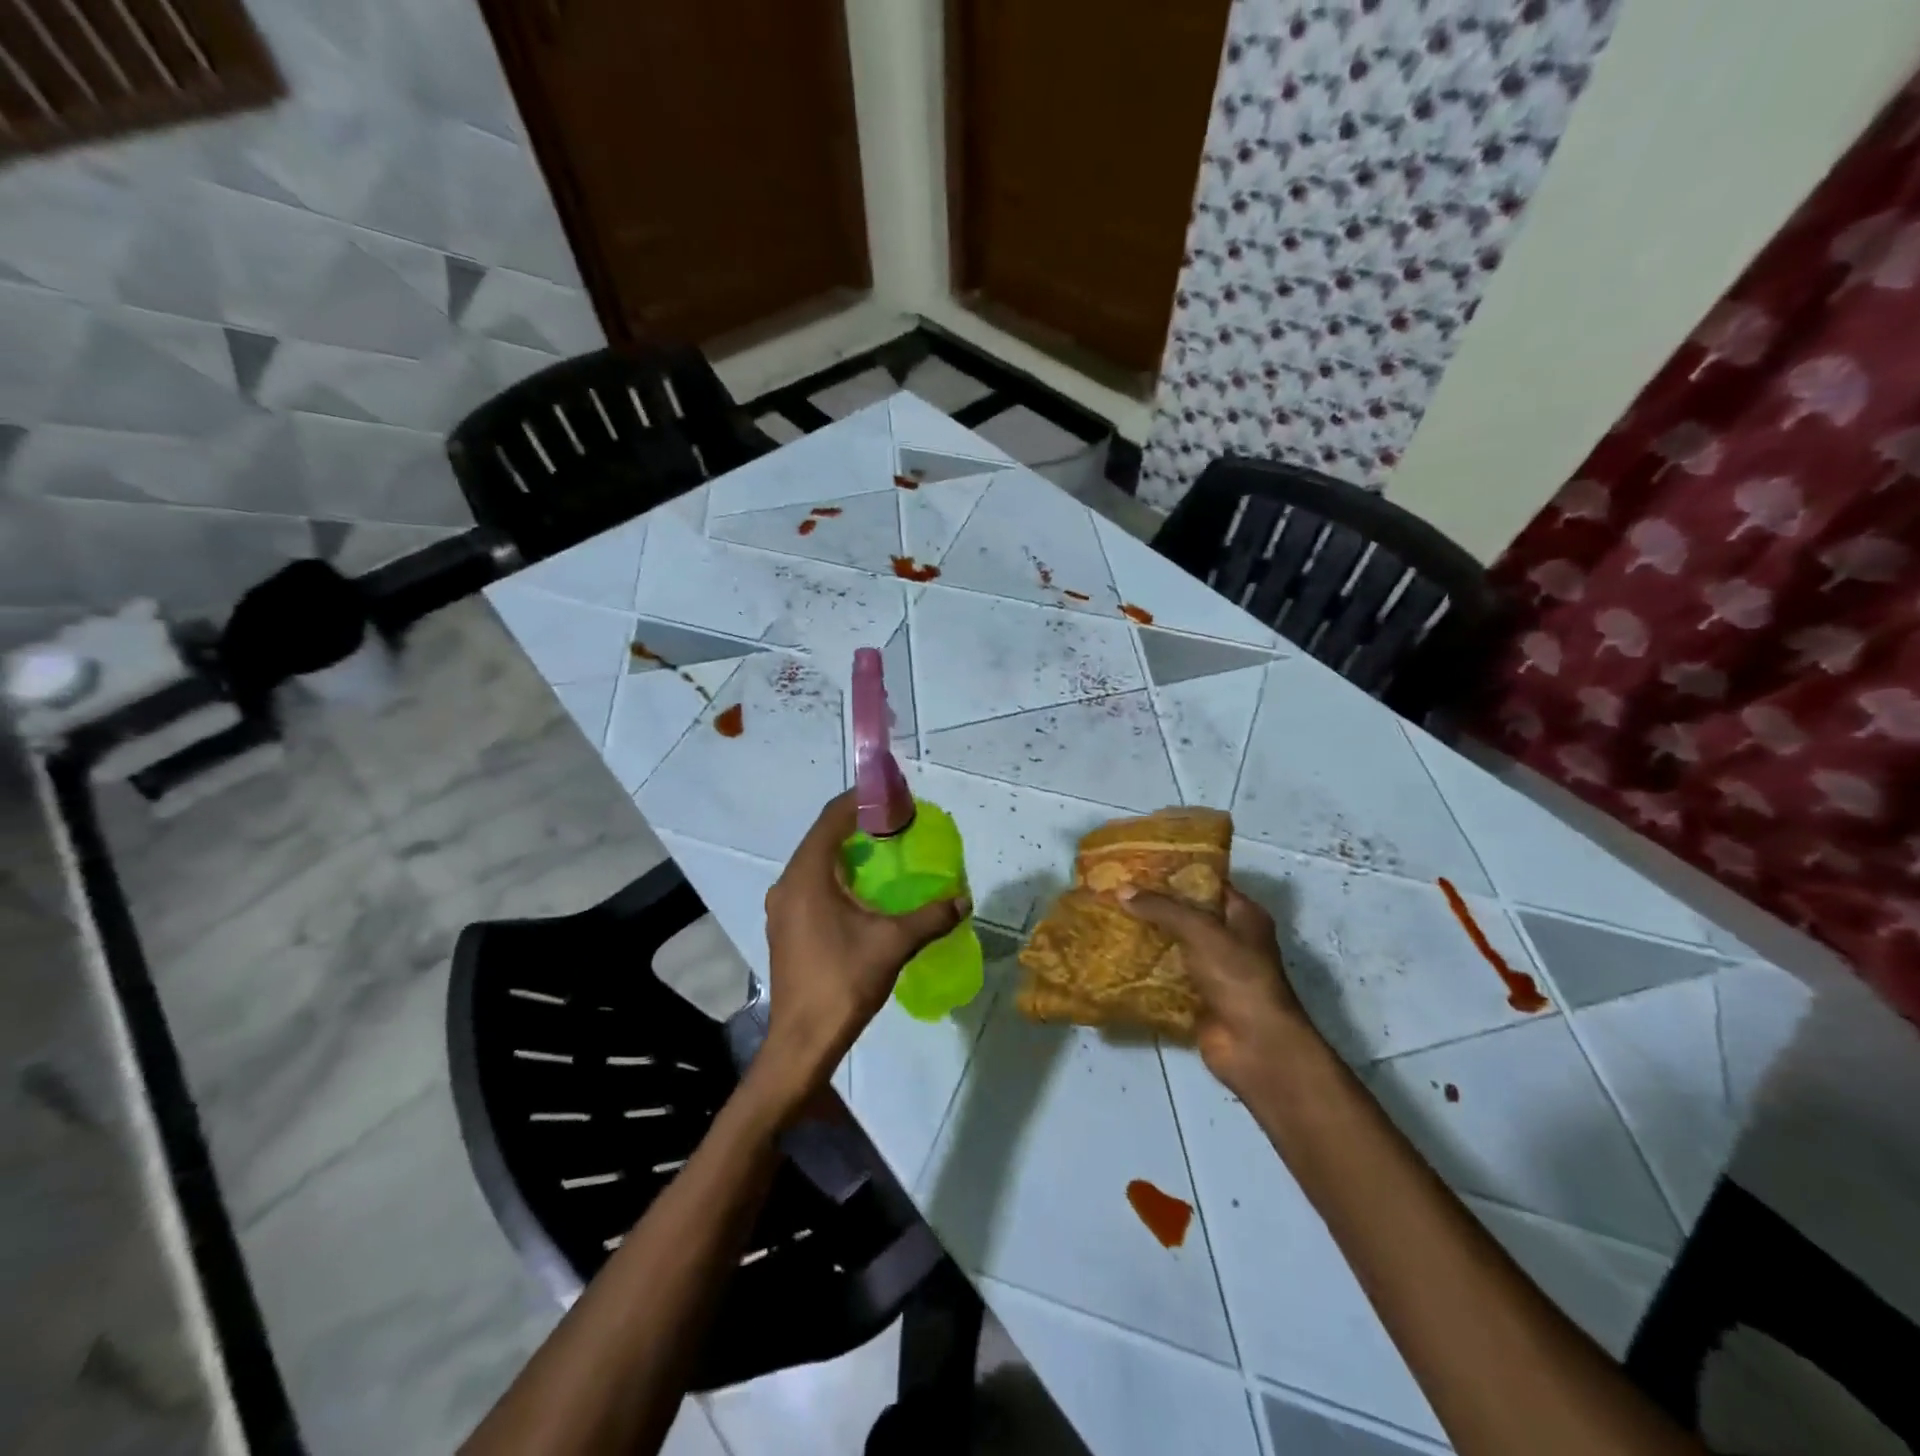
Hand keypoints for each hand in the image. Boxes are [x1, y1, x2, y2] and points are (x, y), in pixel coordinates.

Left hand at [756, 791, 969, 1105]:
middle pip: (822, 837)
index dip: (860, 800)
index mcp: (807, 876)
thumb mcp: (893, 944)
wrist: (802, 1040)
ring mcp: (782, 907)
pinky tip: (863, 890)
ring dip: (846, 850)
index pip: (832, 819)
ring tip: (883, 850)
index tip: (891, 794)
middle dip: (857, 823)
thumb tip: (963, 899)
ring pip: (815, 862)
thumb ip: (931, 917)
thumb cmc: (843, 981)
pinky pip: (811, 884)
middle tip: (894, 821)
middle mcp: (788, 883)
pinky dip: (837, 874)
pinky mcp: (786, 926)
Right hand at [1119, 883, 1315, 1094]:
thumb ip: (1161, 908)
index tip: (1140, 865)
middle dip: (1155, 905)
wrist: (1254, 1045)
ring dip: (1148, 936)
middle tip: (1117, 891)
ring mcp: (1215, 971)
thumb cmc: (1237, 976)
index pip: (1207, 884)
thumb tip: (1121, 890)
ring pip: (1174, 946)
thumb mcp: (1200, 930)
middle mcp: (1231, 939)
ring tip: (1110, 918)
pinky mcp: (1198, 998)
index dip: (1176, 873)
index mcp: (1244, 916)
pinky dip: (1146, 969)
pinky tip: (1117, 956)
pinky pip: (1167, 976)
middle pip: (1188, 915)